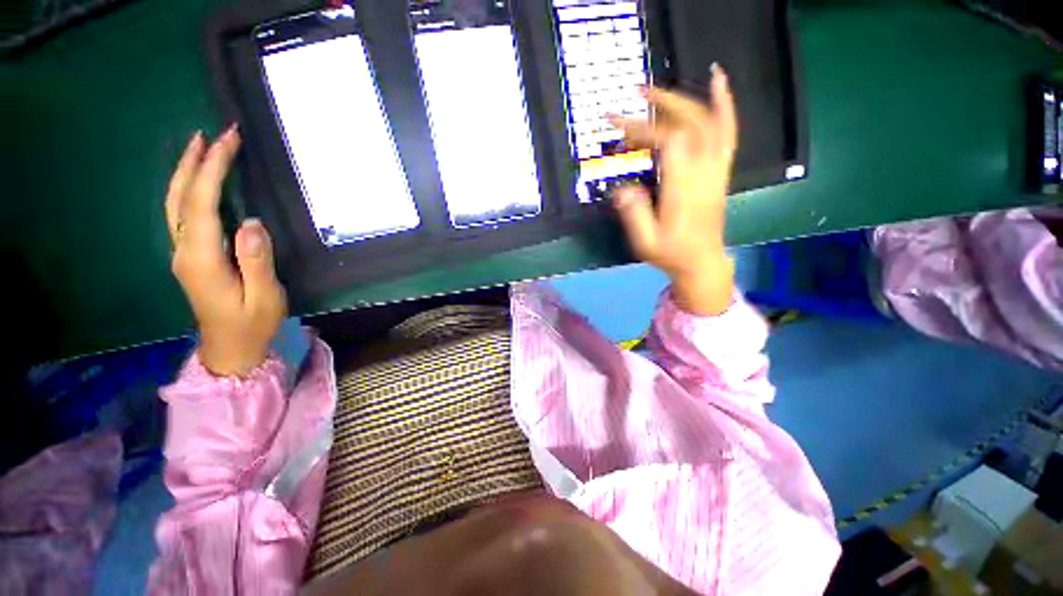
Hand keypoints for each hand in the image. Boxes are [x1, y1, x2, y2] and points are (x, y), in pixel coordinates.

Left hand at [165, 127, 286, 376]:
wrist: (230, 349)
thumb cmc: (252, 324)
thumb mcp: (264, 296)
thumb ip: (257, 260)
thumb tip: (252, 222)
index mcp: (201, 258)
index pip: (202, 204)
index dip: (213, 169)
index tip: (228, 141)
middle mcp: (184, 250)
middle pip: (181, 198)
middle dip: (195, 163)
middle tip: (213, 134)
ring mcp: (183, 253)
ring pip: (176, 204)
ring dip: (187, 172)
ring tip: (200, 146)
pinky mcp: (190, 256)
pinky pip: (183, 214)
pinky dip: (188, 190)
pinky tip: (197, 181)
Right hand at [609, 64, 737, 315]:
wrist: (702, 262)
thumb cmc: (671, 254)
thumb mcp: (646, 243)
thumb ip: (635, 215)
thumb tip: (621, 188)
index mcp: (684, 190)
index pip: (670, 143)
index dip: (645, 130)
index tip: (620, 130)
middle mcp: (704, 173)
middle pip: (690, 124)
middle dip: (663, 104)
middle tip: (636, 94)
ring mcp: (717, 170)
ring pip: (712, 123)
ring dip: (689, 98)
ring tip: (662, 86)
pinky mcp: (721, 171)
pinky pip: (728, 132)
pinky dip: (725, 104)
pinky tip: (718, 82)